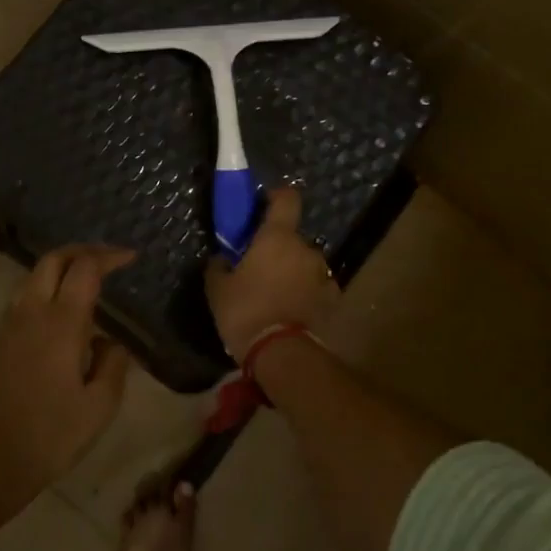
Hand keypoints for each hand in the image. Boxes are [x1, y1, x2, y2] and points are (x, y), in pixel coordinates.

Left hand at [0, 244, 134, 513]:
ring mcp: (8, 324)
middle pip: (53, 260)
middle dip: (82, 251)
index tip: (130, 257)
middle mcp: (31, 313)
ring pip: (33, 277)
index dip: (109, 256)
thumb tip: (110, 341)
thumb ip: (114, 364)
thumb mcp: (100, 406)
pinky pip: (21, 300)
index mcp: (61, 323)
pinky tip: (59, 316)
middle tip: (107, 259)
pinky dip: (44, 290)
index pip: (85, 268)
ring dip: (60, 269)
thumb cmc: (52, 436)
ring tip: (85, 283)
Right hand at [204, 188, 337, 357]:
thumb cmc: (246, 311)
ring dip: (293, 272)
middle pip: (292, 238)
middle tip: (259, 267)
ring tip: (275, 295)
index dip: (276, 196)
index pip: (287, 198)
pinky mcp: (333, 300)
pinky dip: (305, 293)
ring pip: (305, 264)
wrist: (283, 354)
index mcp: (277, 237)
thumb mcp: (218, 289)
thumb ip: (219, 266)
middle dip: (278, 248)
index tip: (264, 204)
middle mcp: (306, 249)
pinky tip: (291, 311)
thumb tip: (221, 258)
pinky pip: (316, 288)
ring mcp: (323, 275)